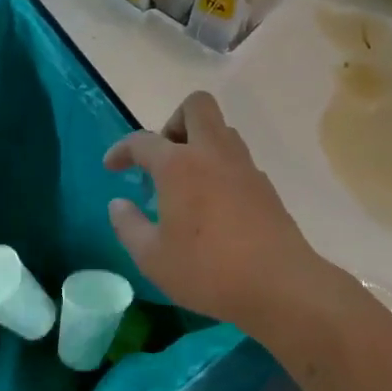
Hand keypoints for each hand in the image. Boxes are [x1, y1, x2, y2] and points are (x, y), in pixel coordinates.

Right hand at [104, 92, 330, 327]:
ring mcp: (244, 166)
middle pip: (196, 106)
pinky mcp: (265, 185)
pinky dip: (219, 168)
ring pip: (221, 130)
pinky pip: (237, 158)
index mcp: (179, 165)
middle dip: (173, 122)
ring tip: (185, 184)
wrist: (279, 284)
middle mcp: (213, 153)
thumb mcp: (153, 258)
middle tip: (162, 158)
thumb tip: (118, 204)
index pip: (143, 141)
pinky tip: (213, 205)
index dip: (122, 150)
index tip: (112, 167)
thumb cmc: (208, 270)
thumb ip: (129, 226)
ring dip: (199, 143)